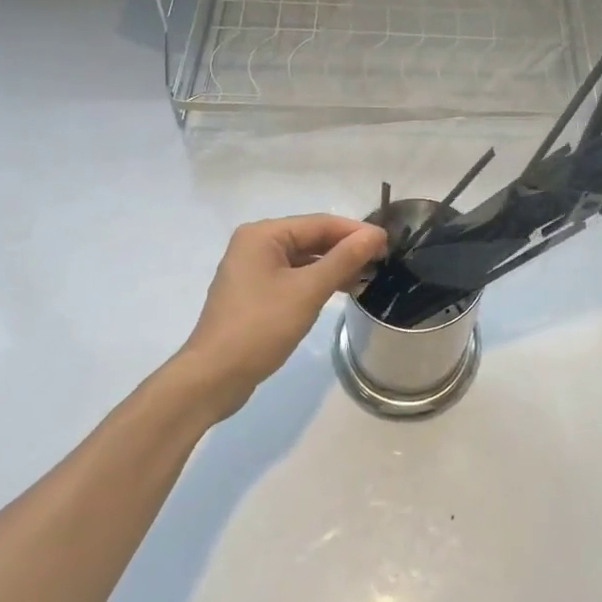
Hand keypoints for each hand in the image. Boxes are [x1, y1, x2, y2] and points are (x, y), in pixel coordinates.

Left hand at [178, 215, 386, 418]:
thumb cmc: (261, 327)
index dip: (355, 231)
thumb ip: (344, 259)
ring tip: (367, 275)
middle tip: (381, 260)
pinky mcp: (254, 292)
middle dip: (345, 248)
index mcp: (263, 234)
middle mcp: (255, 244)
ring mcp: (252, 269)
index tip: (387, 243)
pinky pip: (292, 276)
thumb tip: (375, 234)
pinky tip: (338, 289)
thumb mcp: (308, 291)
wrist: (213, 377)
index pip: (319, 223)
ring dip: (333, 265)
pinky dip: (315, 280)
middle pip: (310, 238)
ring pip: (303, 258)